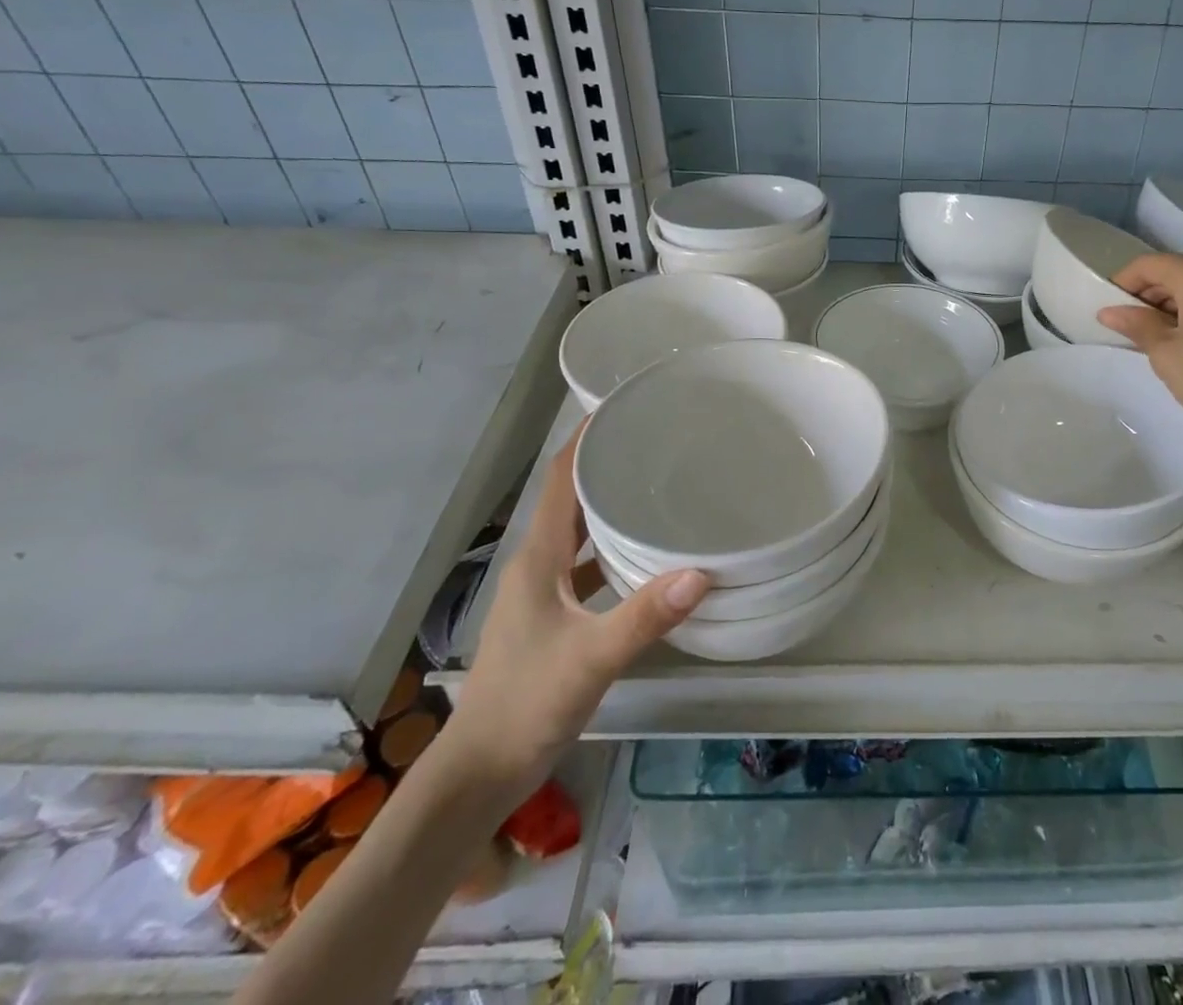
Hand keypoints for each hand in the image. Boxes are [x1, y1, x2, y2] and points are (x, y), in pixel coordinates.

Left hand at [440, 422, 709, 801]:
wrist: (478, 776)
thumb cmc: (526, 704)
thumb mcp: (591, 657)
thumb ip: (644, 616)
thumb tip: (703, 572)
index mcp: (538, 558)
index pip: (561, 480)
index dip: (587, 440)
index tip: (623, 407)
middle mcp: (537, 566)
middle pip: (573, 500)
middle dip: (608, 466)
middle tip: (659, 442)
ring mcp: (542, 595)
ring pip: (580, 535)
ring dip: (612, 509)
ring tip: (661, 488)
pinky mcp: (553, 620)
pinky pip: (587, 568)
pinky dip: (614, 552)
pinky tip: (649, 559)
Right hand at [1097, 253, 1182, 459]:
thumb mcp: (1166, 354)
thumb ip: (1137, 325)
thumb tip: (1110, 311)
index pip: (1149, 265)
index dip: (1123, 283)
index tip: (1110, 309)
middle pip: (1179, 272)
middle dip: (1152, 295)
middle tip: (1135, 328)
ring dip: (1182, 306)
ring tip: (1169, 340)